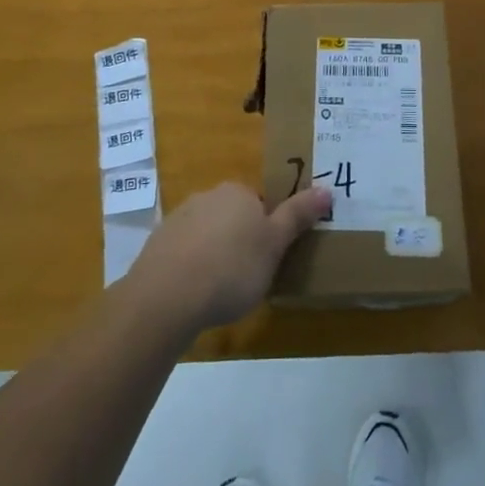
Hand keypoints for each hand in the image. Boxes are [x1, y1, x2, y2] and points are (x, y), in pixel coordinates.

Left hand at [125, 182, 328, 334]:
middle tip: (249, 276)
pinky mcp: (158, 244)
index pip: (260, 203)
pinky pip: (184, 251)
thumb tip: (327, 189)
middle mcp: (207, 196)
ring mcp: (179, 218)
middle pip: (233, 215)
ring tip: (220, 290)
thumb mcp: (275, 244)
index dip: (267, 230)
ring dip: (215, 253)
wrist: (167, 296)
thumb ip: (298, 216)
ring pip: (207, 233)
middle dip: (241, 240)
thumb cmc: (232, 268)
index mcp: (238, 192)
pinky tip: (195, 294)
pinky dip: (192, 266)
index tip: (270, 258)